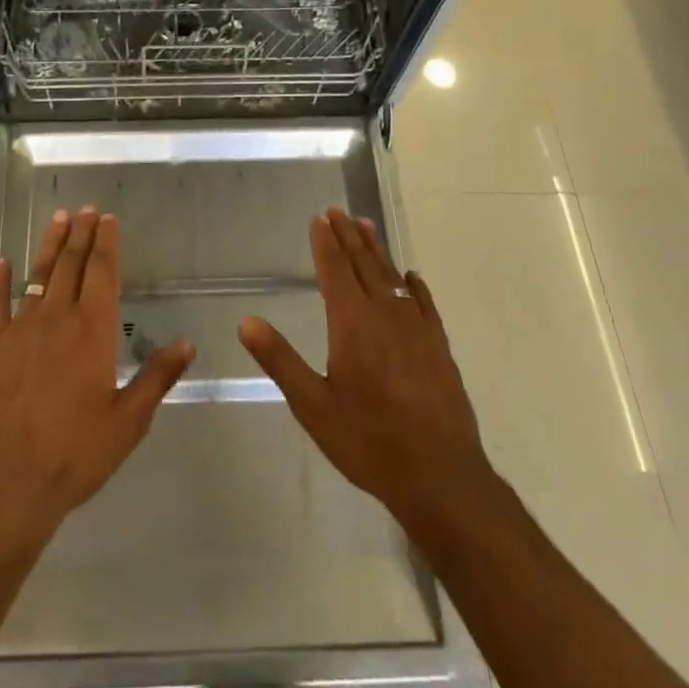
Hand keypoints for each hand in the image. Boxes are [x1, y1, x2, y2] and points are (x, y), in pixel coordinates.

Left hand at [0, 208, 193, 550]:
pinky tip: (1, 263)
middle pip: (71, 264)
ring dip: (50, 246)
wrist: (11, 483)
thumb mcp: (129, 421)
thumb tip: (187, 343)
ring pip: (38, 275)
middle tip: (86, 210)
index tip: (109, 219)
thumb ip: (157, 377)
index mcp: (93, 330)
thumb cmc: (77, 452)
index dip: (107, 242)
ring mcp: (21, 329)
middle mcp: (57, 318)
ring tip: (59, 219)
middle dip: (81, 234)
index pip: (102, 272)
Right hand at [239, 207, 493, 537]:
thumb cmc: (370, 441)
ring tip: (367, 226)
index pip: (335, 270)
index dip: (326, 242)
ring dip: (378, 251)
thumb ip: (281, 360)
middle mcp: (385, 314)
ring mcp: (417, 329)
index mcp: (352, 322)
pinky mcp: (439, 347)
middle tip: (339, 210)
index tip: (320, 218)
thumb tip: (247, 321)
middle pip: (364, 264)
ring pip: (393, 277)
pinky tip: (411, 278)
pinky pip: (424, 303)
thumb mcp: (313, 406)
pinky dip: (414, 286)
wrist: (441, 477)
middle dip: (349, 236)